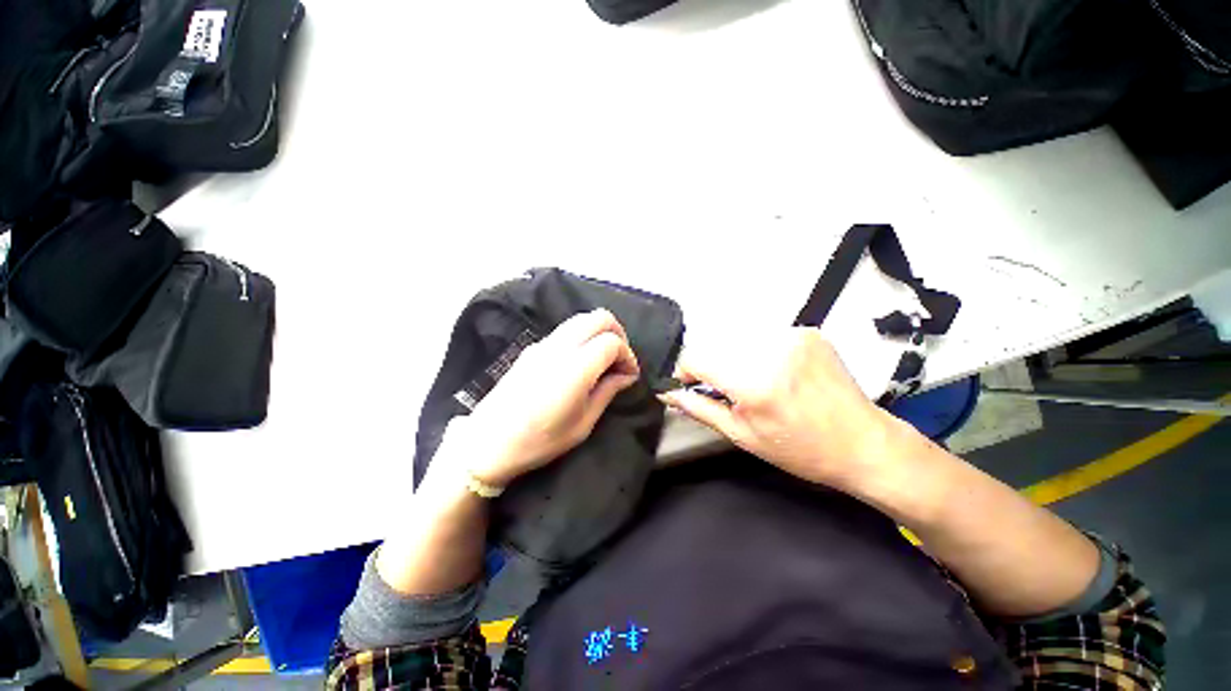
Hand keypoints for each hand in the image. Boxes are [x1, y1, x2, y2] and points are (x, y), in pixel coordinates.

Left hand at [455, 309, 639, 488]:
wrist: (487, 443)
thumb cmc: (539, 441)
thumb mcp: (582, 424)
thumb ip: (607, 392)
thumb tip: (626, 375)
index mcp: (575, 367)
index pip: (612, 342)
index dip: (628, 356)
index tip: (629, 376)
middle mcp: (560, 347)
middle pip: (599, 318)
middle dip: (617, 334)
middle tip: (620, 360)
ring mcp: (543, 344)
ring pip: (581, 319)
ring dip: (599, 332)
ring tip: (603, 359)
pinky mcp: (532, 348)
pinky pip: (565, 330)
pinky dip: (582, 336)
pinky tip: (581, 361)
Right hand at [660, 328, 911, 493]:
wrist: (864, 443)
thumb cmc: (800, 449)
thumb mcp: (742, 435)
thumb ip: (699, 408)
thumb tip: (668, 393)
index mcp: (754, 382)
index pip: (696, 357)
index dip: (685, 371)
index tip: (690, 385)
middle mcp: (771, 350)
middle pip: (715, 345)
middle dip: (710, 366)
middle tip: (724, 389)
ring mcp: (792, 336)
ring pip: (737, 338)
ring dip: (732, 357)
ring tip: (751, 381)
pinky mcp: (806, 331)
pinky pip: (762, 335)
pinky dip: (756, 351)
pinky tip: (773, 371)